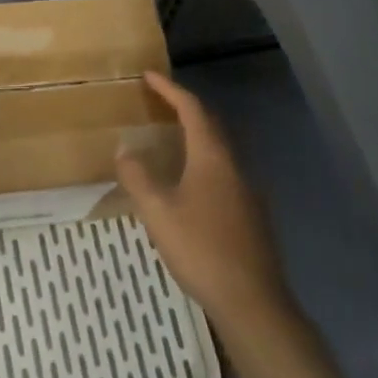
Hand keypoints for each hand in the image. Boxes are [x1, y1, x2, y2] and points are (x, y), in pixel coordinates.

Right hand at [117, 72, 291, 332]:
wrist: (253, 302)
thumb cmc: (202, 249)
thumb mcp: (158, 212)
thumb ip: (138, 177)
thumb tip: (125, 149)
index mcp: (212, 157)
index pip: (192, 109)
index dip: (170, 89)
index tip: (149, 76)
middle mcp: (234, 166)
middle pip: (210, 125)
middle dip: (184, 109)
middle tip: (158, 102)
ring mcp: (247, 191)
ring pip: (219, 151)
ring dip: (195, 137)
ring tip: (169, 140)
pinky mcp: (251, 215)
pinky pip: (224, 174)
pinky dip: (203, 163)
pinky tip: (189, 185)